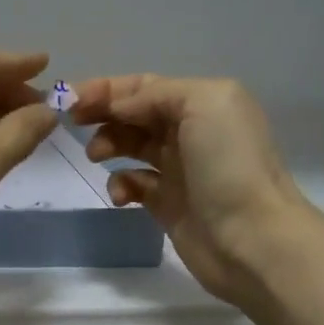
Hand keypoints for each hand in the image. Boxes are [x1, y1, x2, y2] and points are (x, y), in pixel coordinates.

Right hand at [72, 75, 315, 307]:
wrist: (253, 238)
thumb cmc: (229, 165)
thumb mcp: (202, 104)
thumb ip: (156, 95)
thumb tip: (119, 108)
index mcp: (202, 102)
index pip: (145, 86)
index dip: (107, 89)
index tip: (71, 99)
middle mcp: (191, 132)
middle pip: (135, 113)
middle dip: (103, 113)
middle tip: (73, 123)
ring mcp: (179, 169)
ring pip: (131, 146)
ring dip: (108, 144)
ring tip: (96, 155)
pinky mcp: (168, 204)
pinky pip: (134, 184)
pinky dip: (120, 184)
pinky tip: (121, 195)